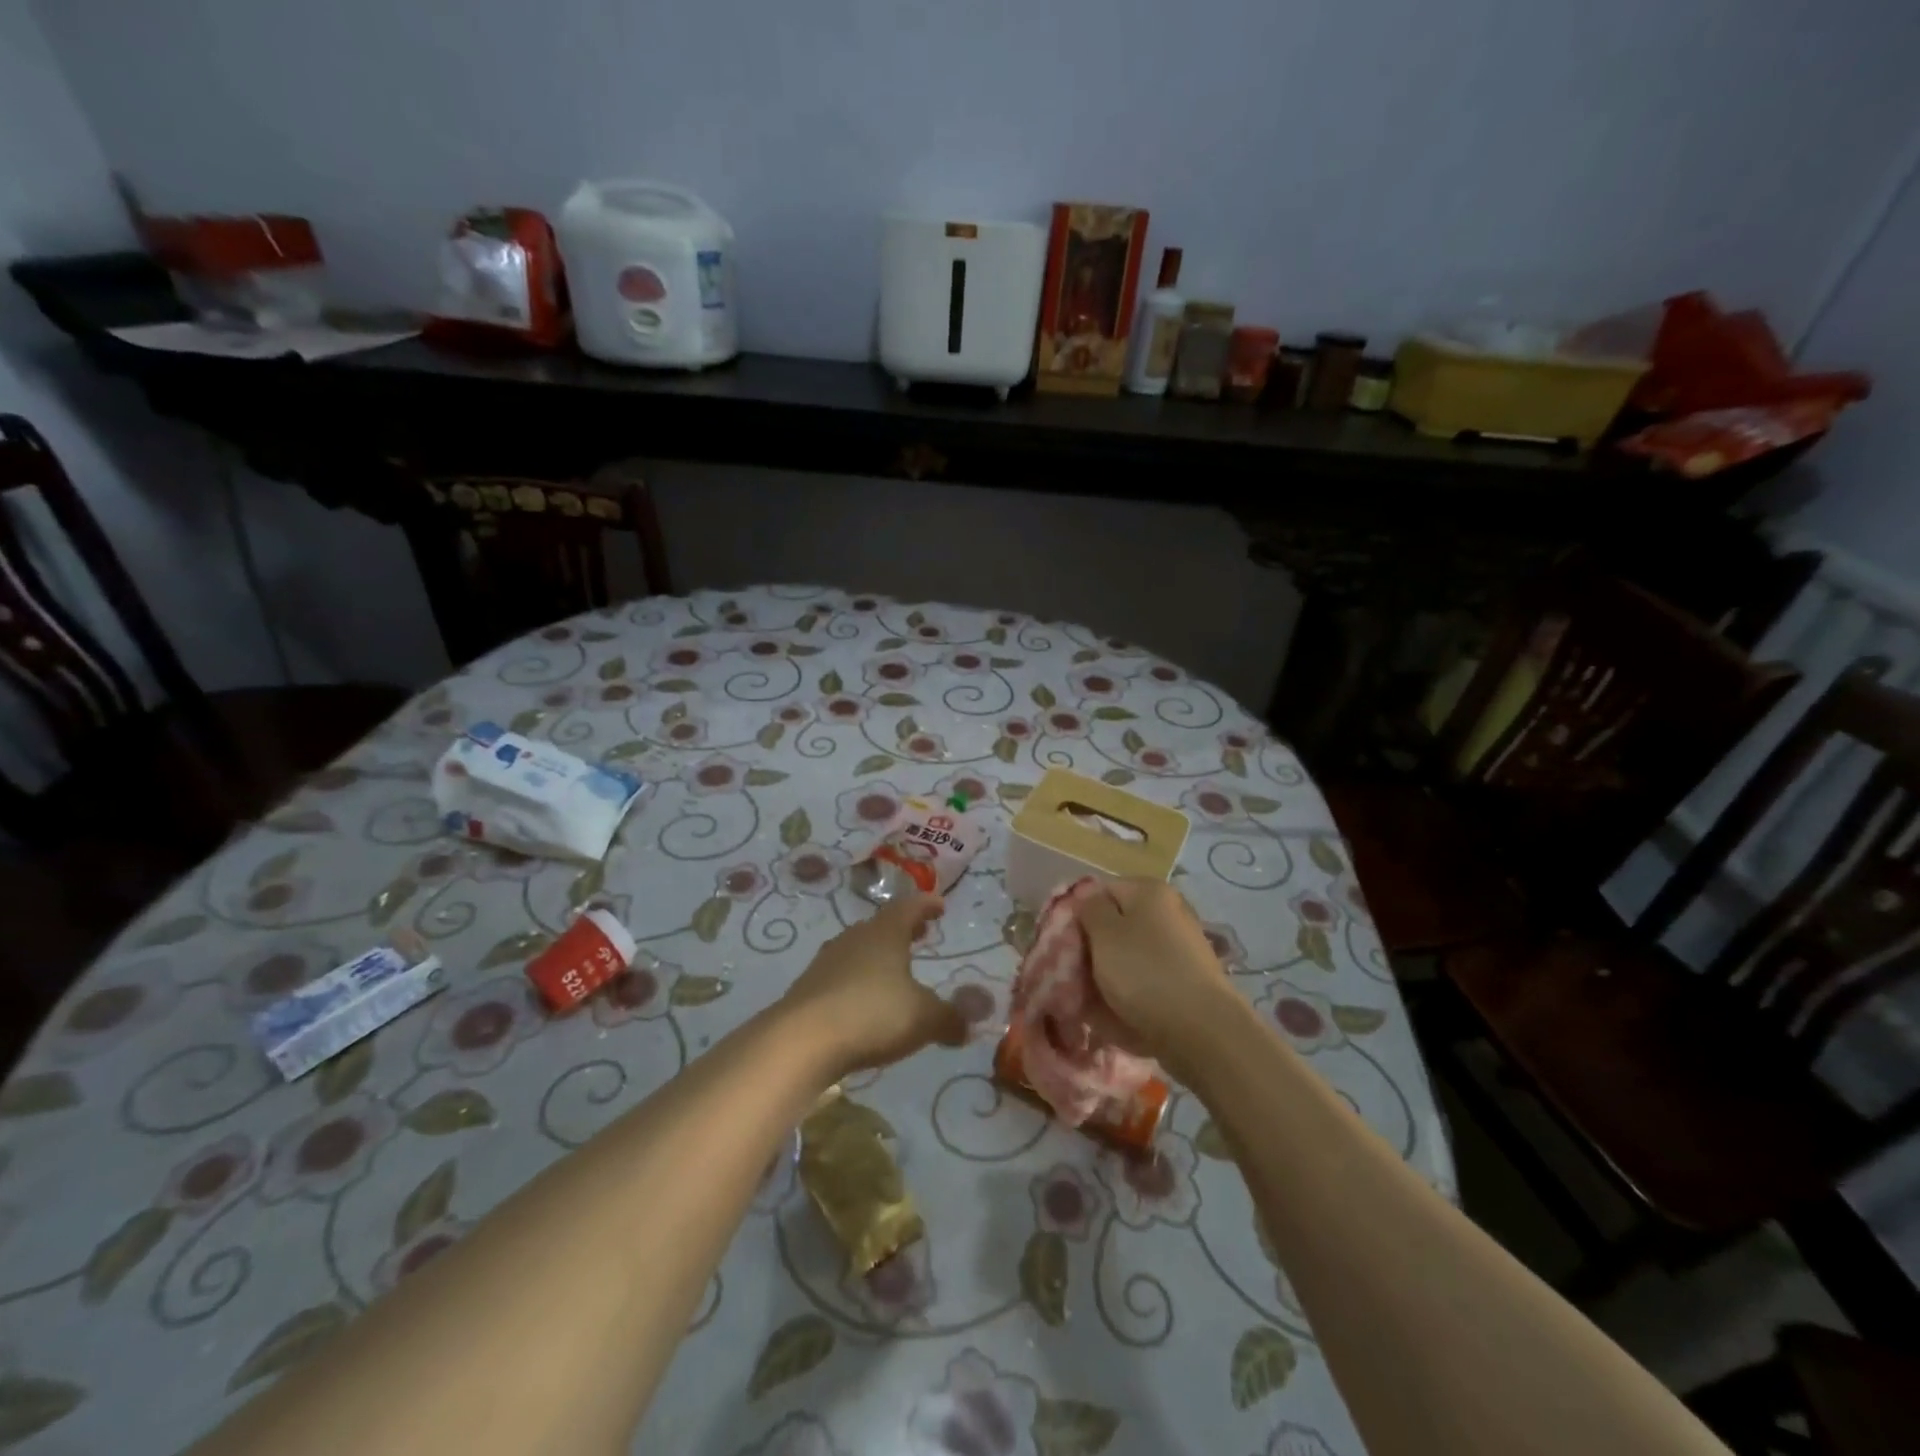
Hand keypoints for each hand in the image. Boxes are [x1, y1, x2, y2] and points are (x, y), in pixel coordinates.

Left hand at [781, 894, 966, 1076]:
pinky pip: (840, 975)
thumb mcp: (924, 1018)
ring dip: (878, 954)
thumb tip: (968, 1024)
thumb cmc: (872, 1014)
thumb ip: (950, 1019)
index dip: (927, 905)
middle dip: (903, 928)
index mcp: (885, 933)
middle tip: (920, 933)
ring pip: (858, 948)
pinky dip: (857, 980)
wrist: (801, 1040)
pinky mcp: (808, 988)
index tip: (940, 905)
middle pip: (882, 925)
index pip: (909, 906)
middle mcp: (855, 938)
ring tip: (893, 967)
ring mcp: (827, 962)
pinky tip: (863, 1000)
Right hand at [1078, 878, 1240, 1080]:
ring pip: (1131, 955)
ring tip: (1093, 1001)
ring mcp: (1182, 946)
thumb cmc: (1144, 973)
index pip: (1099, 892)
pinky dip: (1133, 993)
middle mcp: (1169, 910)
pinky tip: (1120, 1014)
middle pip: (1116, 924)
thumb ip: (1089, 908)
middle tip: (1075, 976)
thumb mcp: (1104, 934)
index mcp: (1149, 891)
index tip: (1064, 946)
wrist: (1202, 1032)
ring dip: (1111, 974)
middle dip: (1094, 949)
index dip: (1078, 917)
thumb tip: (1088, 896)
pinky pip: (1148, 979)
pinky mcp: (1188, 979)